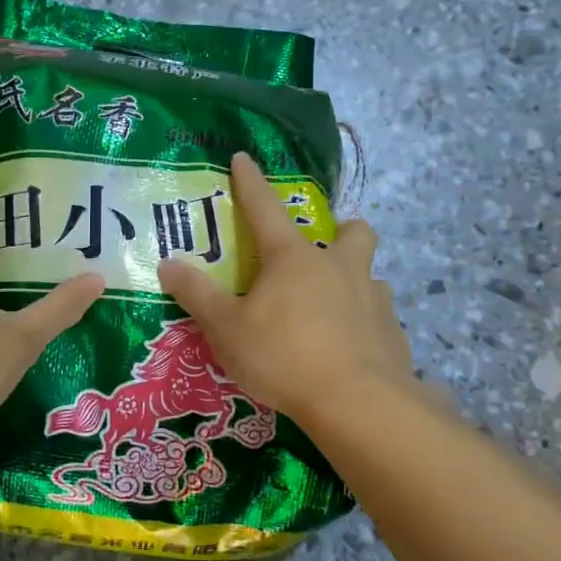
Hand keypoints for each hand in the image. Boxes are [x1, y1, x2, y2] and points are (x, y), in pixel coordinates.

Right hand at [156, 153, 419, 427]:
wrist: (358, 403)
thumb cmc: (284, 356)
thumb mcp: (227, 328)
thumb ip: (197, 294)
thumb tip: (168, 263)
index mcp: (293, 258)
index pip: (265, 208)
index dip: (251, 182)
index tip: (244, 158)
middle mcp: (339, 267)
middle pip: (353, 231)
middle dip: (342, 230)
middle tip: (322, 250)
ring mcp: (373, 298)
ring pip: (369, 273)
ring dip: (354, 279)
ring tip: (332, 305)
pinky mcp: (392, 333)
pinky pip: (378, 316)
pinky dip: (364, 322)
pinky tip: (349, 347)